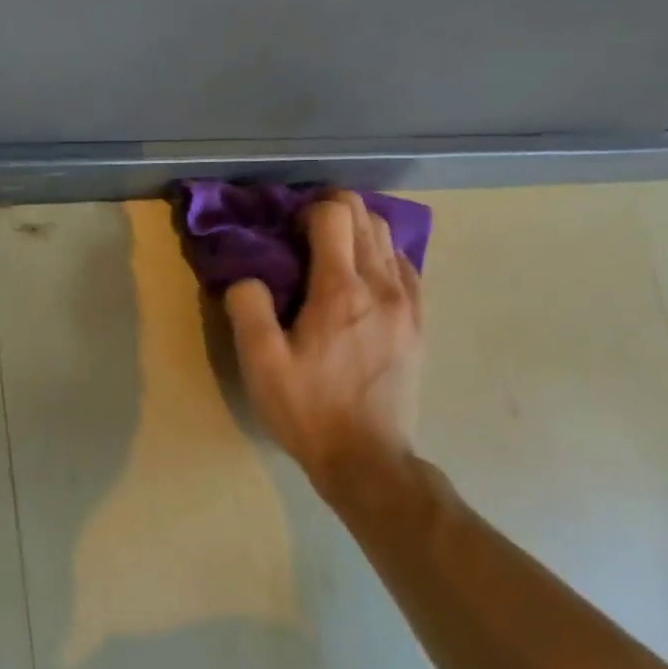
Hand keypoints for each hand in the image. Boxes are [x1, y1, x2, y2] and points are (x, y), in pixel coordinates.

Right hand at [225, 191, 423, 486]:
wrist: (366, 459)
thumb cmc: (307, 409)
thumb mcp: (259, 363)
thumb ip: (248, 307)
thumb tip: (249, 277)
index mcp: (340, 290)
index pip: (335, 215)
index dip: (308, 210)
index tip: (286, 231)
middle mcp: (382, 286)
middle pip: (367, 218)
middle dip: (334, 211)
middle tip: (302, 234)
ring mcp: (409, 305)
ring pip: (391, 240)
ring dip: (359, 231)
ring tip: (330, 253)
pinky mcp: (419, 324)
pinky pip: (407, 268)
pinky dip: (383, 256)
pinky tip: (363, 277)